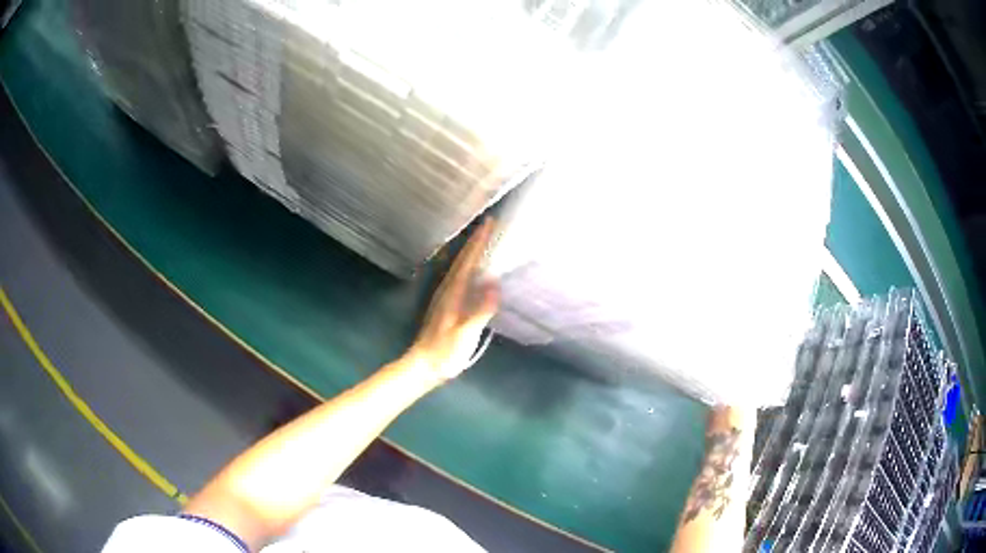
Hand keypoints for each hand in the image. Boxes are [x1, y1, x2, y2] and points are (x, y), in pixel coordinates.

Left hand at [410, 218, 499, 380]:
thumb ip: (480, 310)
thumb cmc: (445, 352)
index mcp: (453, 293)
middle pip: (463, 259)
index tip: (489, 222)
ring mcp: (446, 297)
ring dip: (471, 250)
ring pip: (460, 266)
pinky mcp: (448, 305)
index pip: (468, 261)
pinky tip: (475, 268)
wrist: (424, 365)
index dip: (478, 241)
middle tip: (489, 223)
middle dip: (475, 240)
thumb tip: (495, 283)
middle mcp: (448, 290)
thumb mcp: (465, 334)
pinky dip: (469, 264)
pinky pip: (461, 276)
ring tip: (484, 238)